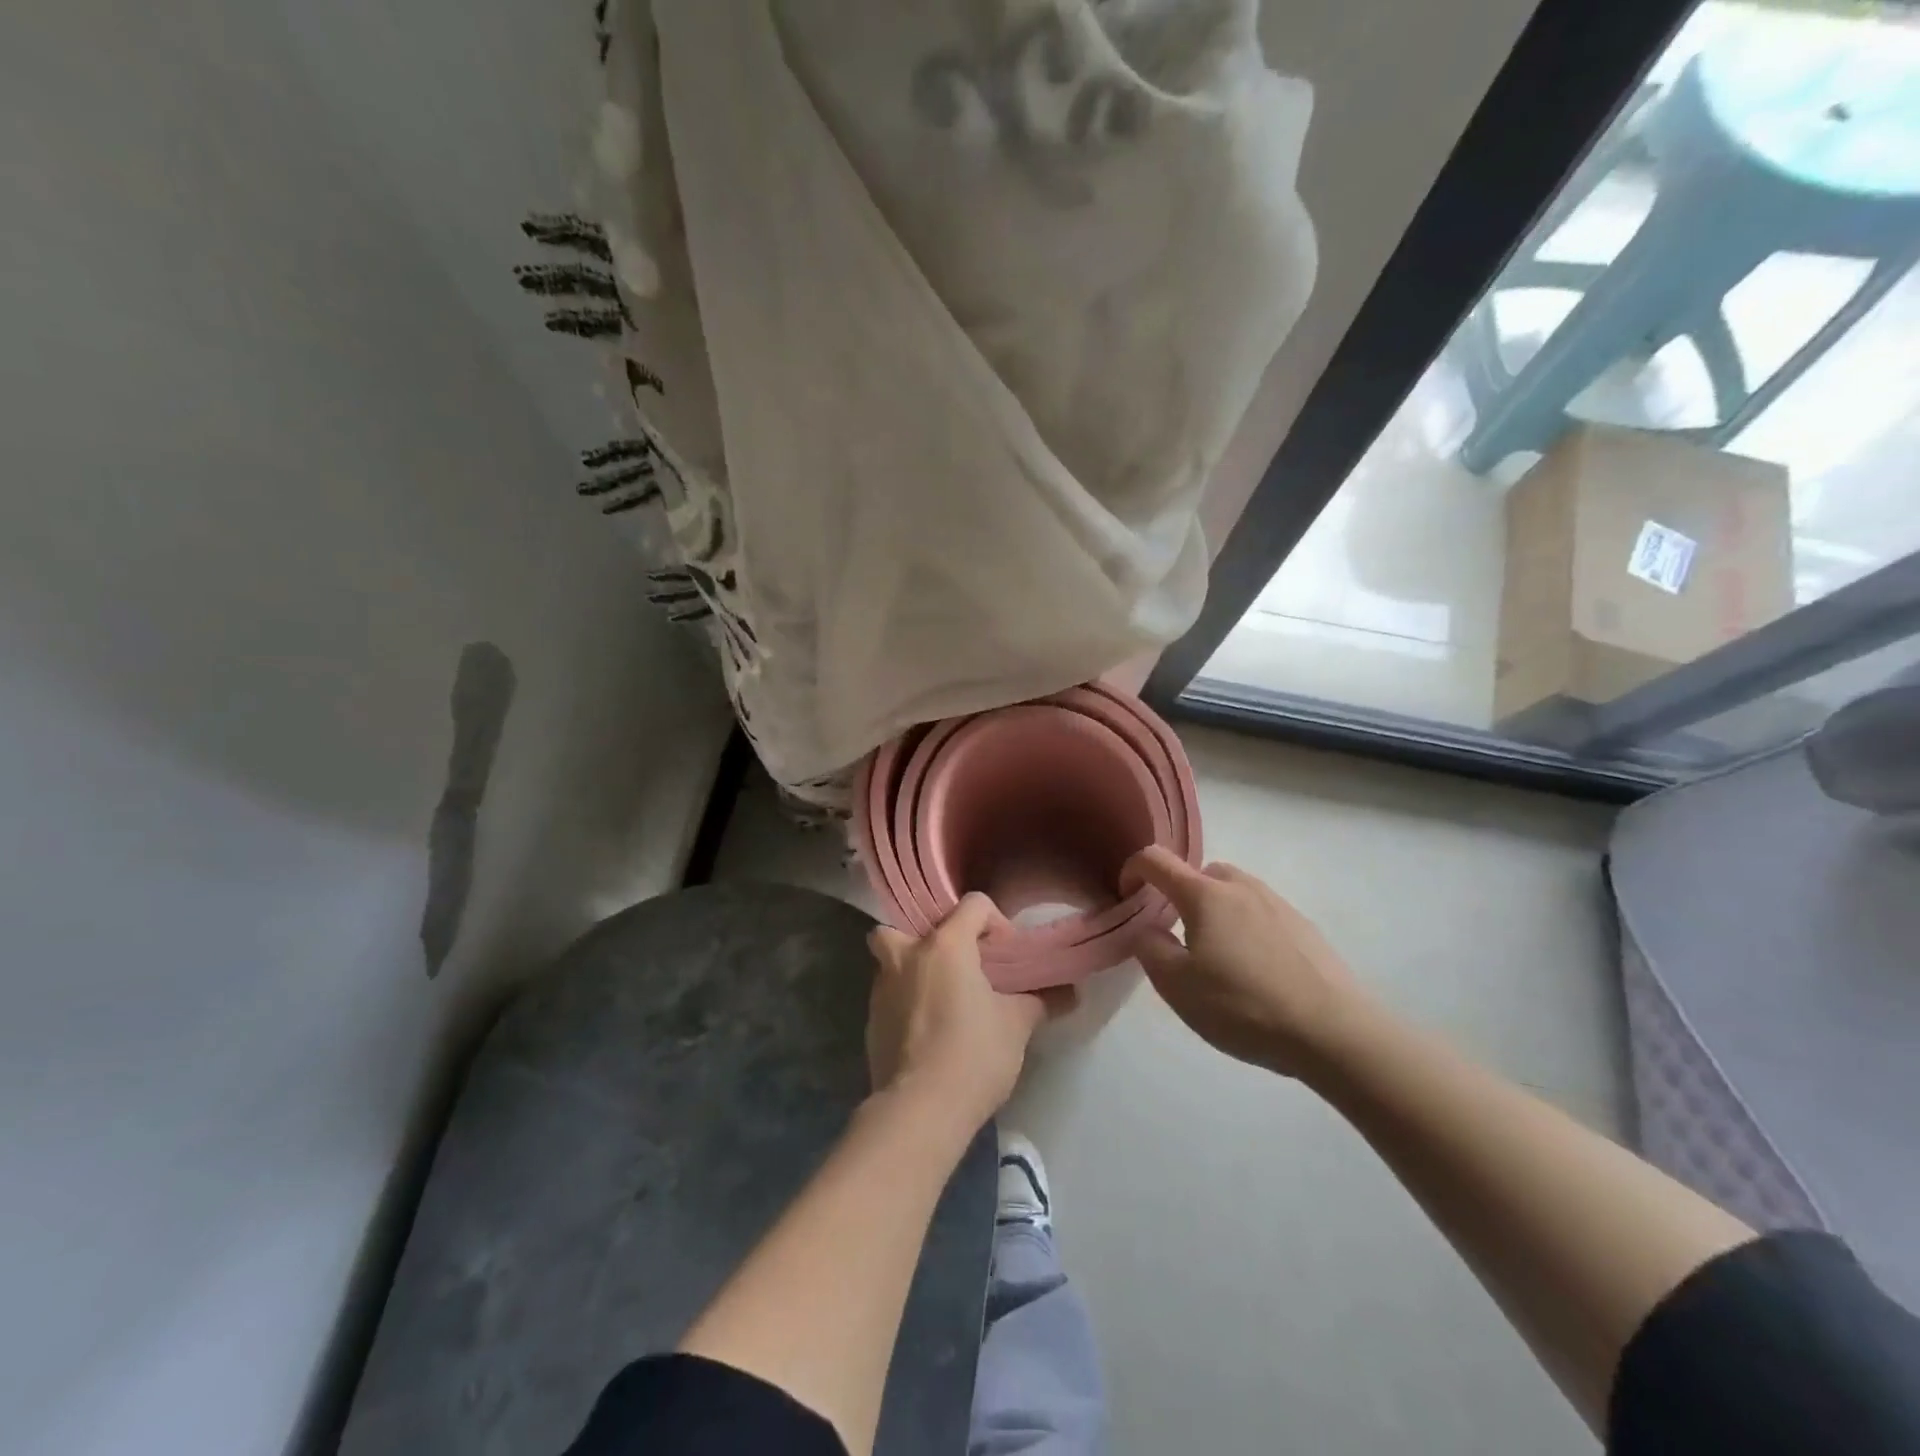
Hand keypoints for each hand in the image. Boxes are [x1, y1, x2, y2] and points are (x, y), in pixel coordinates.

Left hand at [865, 895, 1056, 1129]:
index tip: (1005, 955)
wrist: (920, 1110)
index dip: (996, 921)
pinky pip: (888, 995)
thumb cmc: (973, 1055)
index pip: (973, 904)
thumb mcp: (1017, 1025)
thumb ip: (1039, 1001)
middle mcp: (907, 955)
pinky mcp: (870, 1021)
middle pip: (907, 925)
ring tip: (942, 999)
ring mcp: (882, 988)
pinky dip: (904, 1002)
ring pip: (891, 960)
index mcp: (945, 945)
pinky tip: (927, 1031)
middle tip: (956, 964)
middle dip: (928, 938)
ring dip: (913, 970)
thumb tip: (1068, 993)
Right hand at [1123, 847, 1369, 1076]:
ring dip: (1216, 911)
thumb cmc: (1243, 1006)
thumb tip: (1147, 929)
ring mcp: (1277, 903)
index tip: (1126, 896)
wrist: (1334, 1032)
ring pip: (1233, 893)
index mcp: (1204, 894)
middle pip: (1199, 874)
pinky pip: (1261, 913)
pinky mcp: (1304, 926)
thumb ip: (1151, 949)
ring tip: (1217, 956)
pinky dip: (1246, 927)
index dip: (1133, 870)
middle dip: (1180, 895)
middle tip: (1177, 936)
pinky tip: (1254, 970)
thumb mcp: (1177, 986)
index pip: (1156, 861)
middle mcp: (1241, 887)